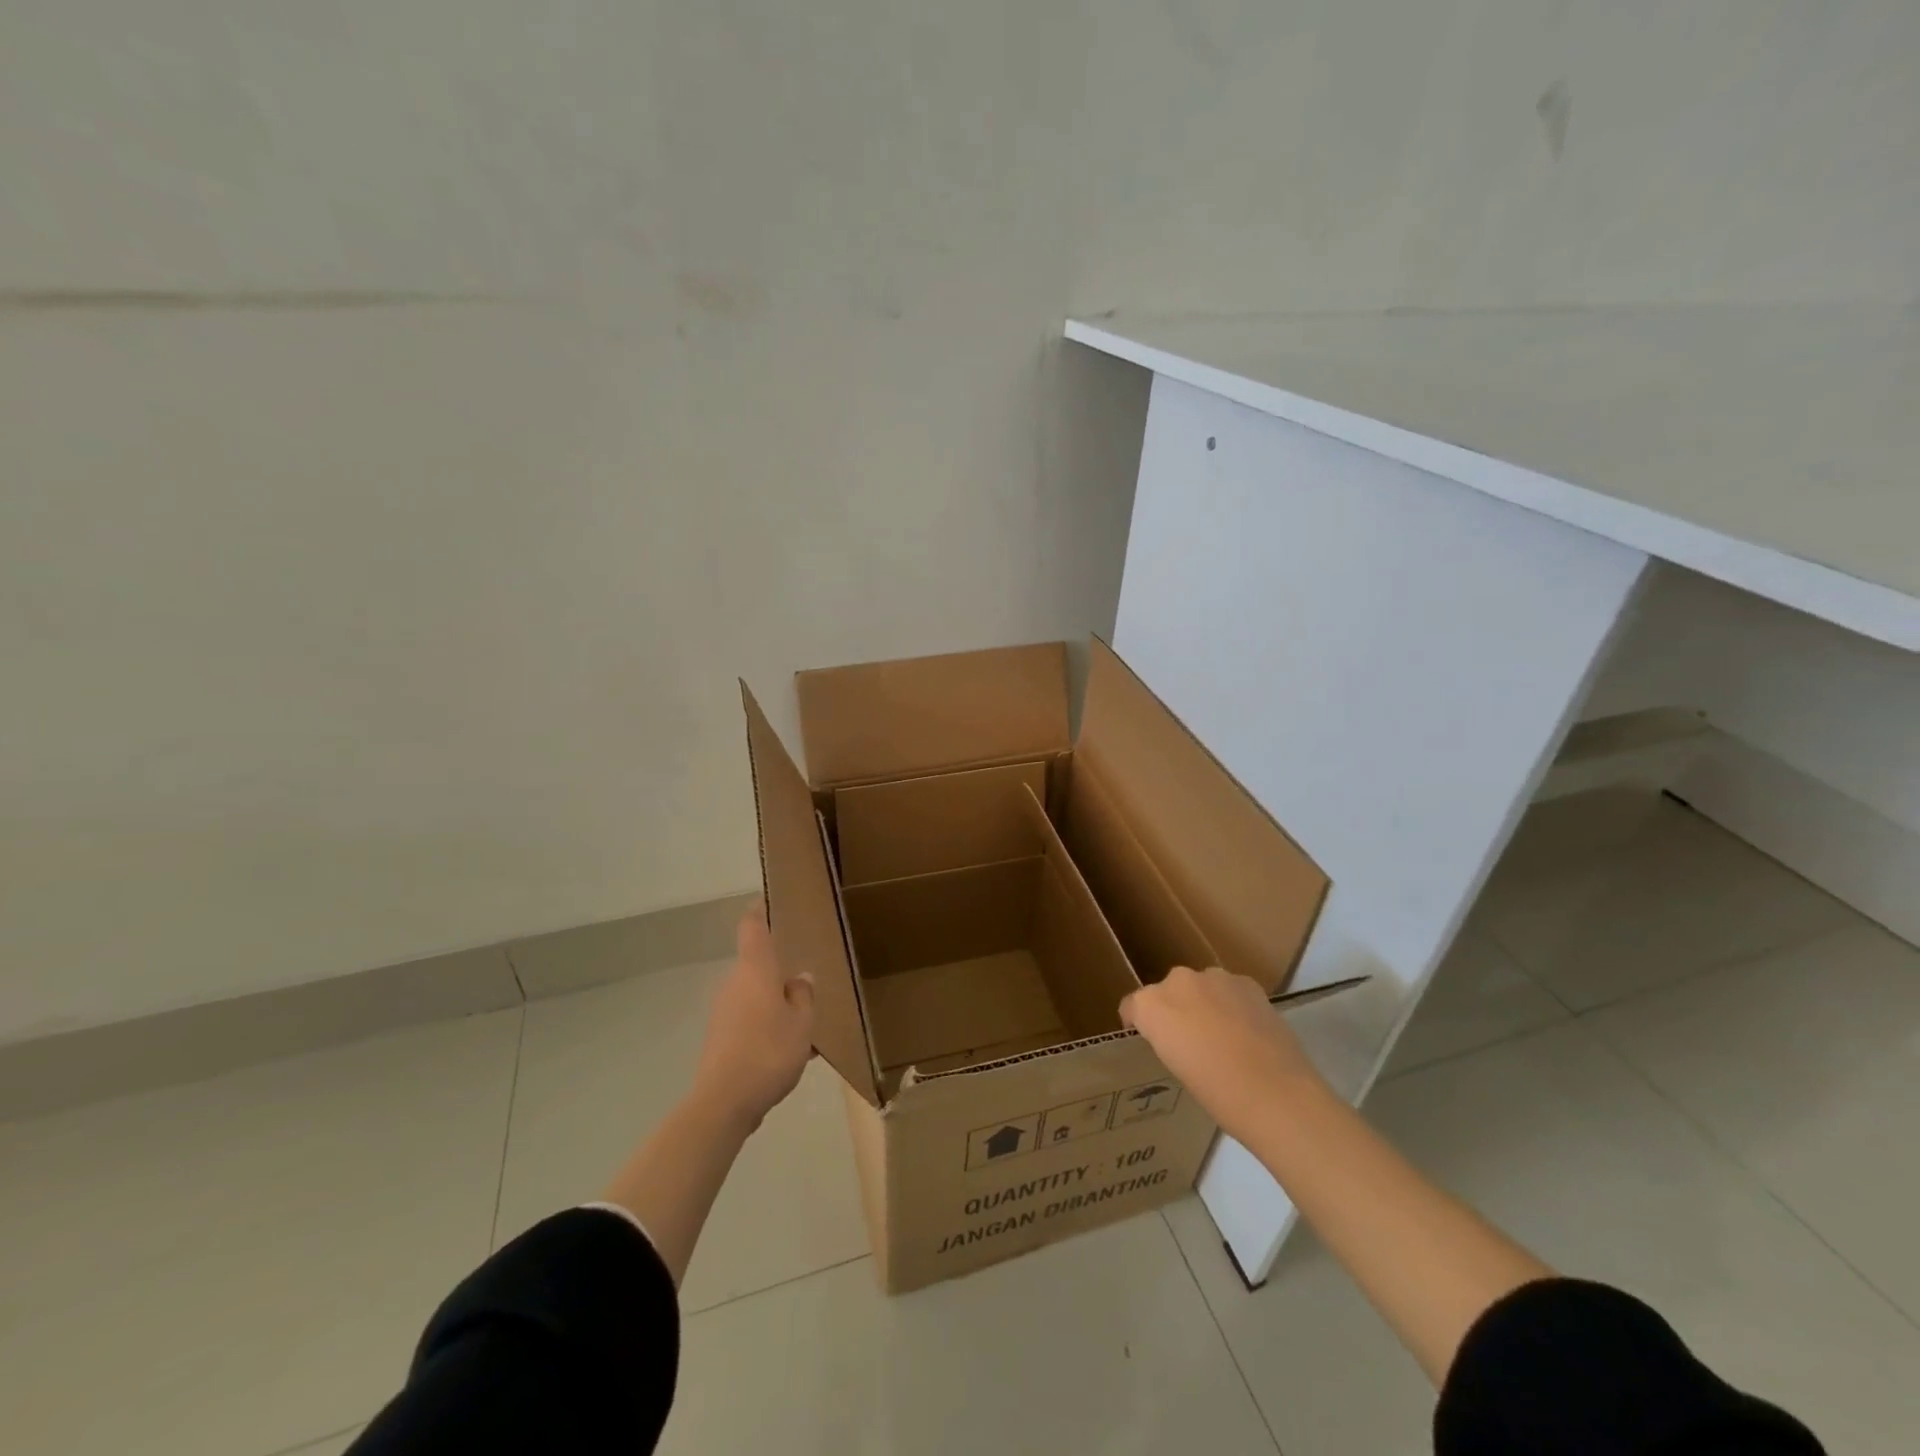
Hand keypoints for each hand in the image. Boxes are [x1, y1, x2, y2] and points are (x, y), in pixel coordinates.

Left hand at [689, 901, 815, 1131]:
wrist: (723, 1103)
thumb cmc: (769, 1051)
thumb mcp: (802, 1023)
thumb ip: (803, 995)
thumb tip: (800, 977)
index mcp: (756, 969)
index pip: (752, 926)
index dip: (759, 910)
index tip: (769, 900)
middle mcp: (735, 983)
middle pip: (758, 966)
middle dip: (781, 972)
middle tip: (809, 984)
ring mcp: (724, 1011)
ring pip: (756, 996)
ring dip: (777, 1005)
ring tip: (806, 1026)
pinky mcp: (720, 1038)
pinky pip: (750, 1021)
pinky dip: (768, 1028)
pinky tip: (790, 1054)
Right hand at [1120, 965, 1326, 1142]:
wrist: (1278, 1096)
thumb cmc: (1218, 1095)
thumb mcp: (1178, 1069)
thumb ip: (1170, 1040)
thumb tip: (1182, 1037)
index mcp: (1151, 1005)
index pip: (1132, 1006)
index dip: (1139, 1024)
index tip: (1151, 1042)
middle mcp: (1178, 981)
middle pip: (1167, 992)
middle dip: (1174, 1010)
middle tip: (1190, 1042)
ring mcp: (1214, 977)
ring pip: (1200, 987)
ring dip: (1204, 1003)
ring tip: (1223, 1037)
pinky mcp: (1247, 982)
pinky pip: (1229, 990)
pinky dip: (1232, 1004)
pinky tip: (1247, 1032)